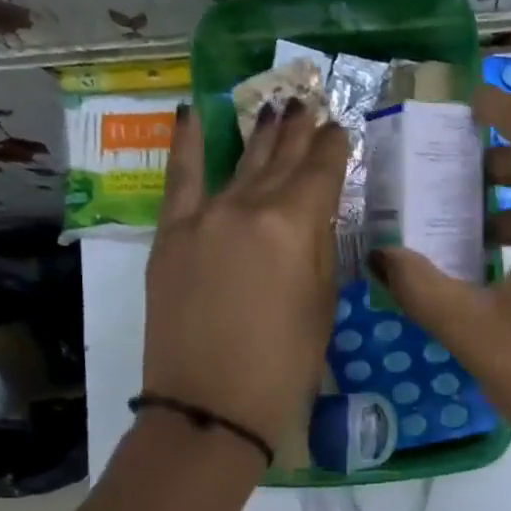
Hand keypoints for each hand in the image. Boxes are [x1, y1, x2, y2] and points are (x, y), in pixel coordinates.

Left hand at [142, 100, 348, 461]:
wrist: (211, 406)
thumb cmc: (284, 367)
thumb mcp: (322, 306)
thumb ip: (320, 250)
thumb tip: (315, 216)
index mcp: (294, 226)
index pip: (320, 172)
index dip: (332, 147)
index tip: (339, 128)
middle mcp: (248, 207)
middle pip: (279, 160)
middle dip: (297, 131)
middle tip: (308, 104)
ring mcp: (204, 217)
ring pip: (238, 163)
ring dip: (258, 133)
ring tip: (273, 105)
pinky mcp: (171, 234)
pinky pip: (179, 178)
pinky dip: (185, 144)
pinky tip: (192, 113)